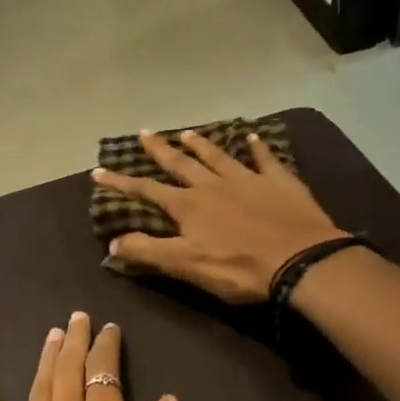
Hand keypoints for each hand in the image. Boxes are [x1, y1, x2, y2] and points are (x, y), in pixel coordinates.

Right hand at [92, 129, 344, 302]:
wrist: (300, 261)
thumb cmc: (239, 268)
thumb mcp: (186, 265)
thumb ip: (148, 252)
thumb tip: (112, 242)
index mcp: (189, 206)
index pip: (147, 191)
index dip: (121, 183)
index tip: (99, 171)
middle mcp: (213, 185)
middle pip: (181, 163)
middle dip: (160, 150)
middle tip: (145, 133)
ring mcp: (248, 179)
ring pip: (218, 157)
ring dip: (201, 145)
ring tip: (188, 132)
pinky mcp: (279, 182)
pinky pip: (265, 158)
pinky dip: (257, 147)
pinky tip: (252, 137)